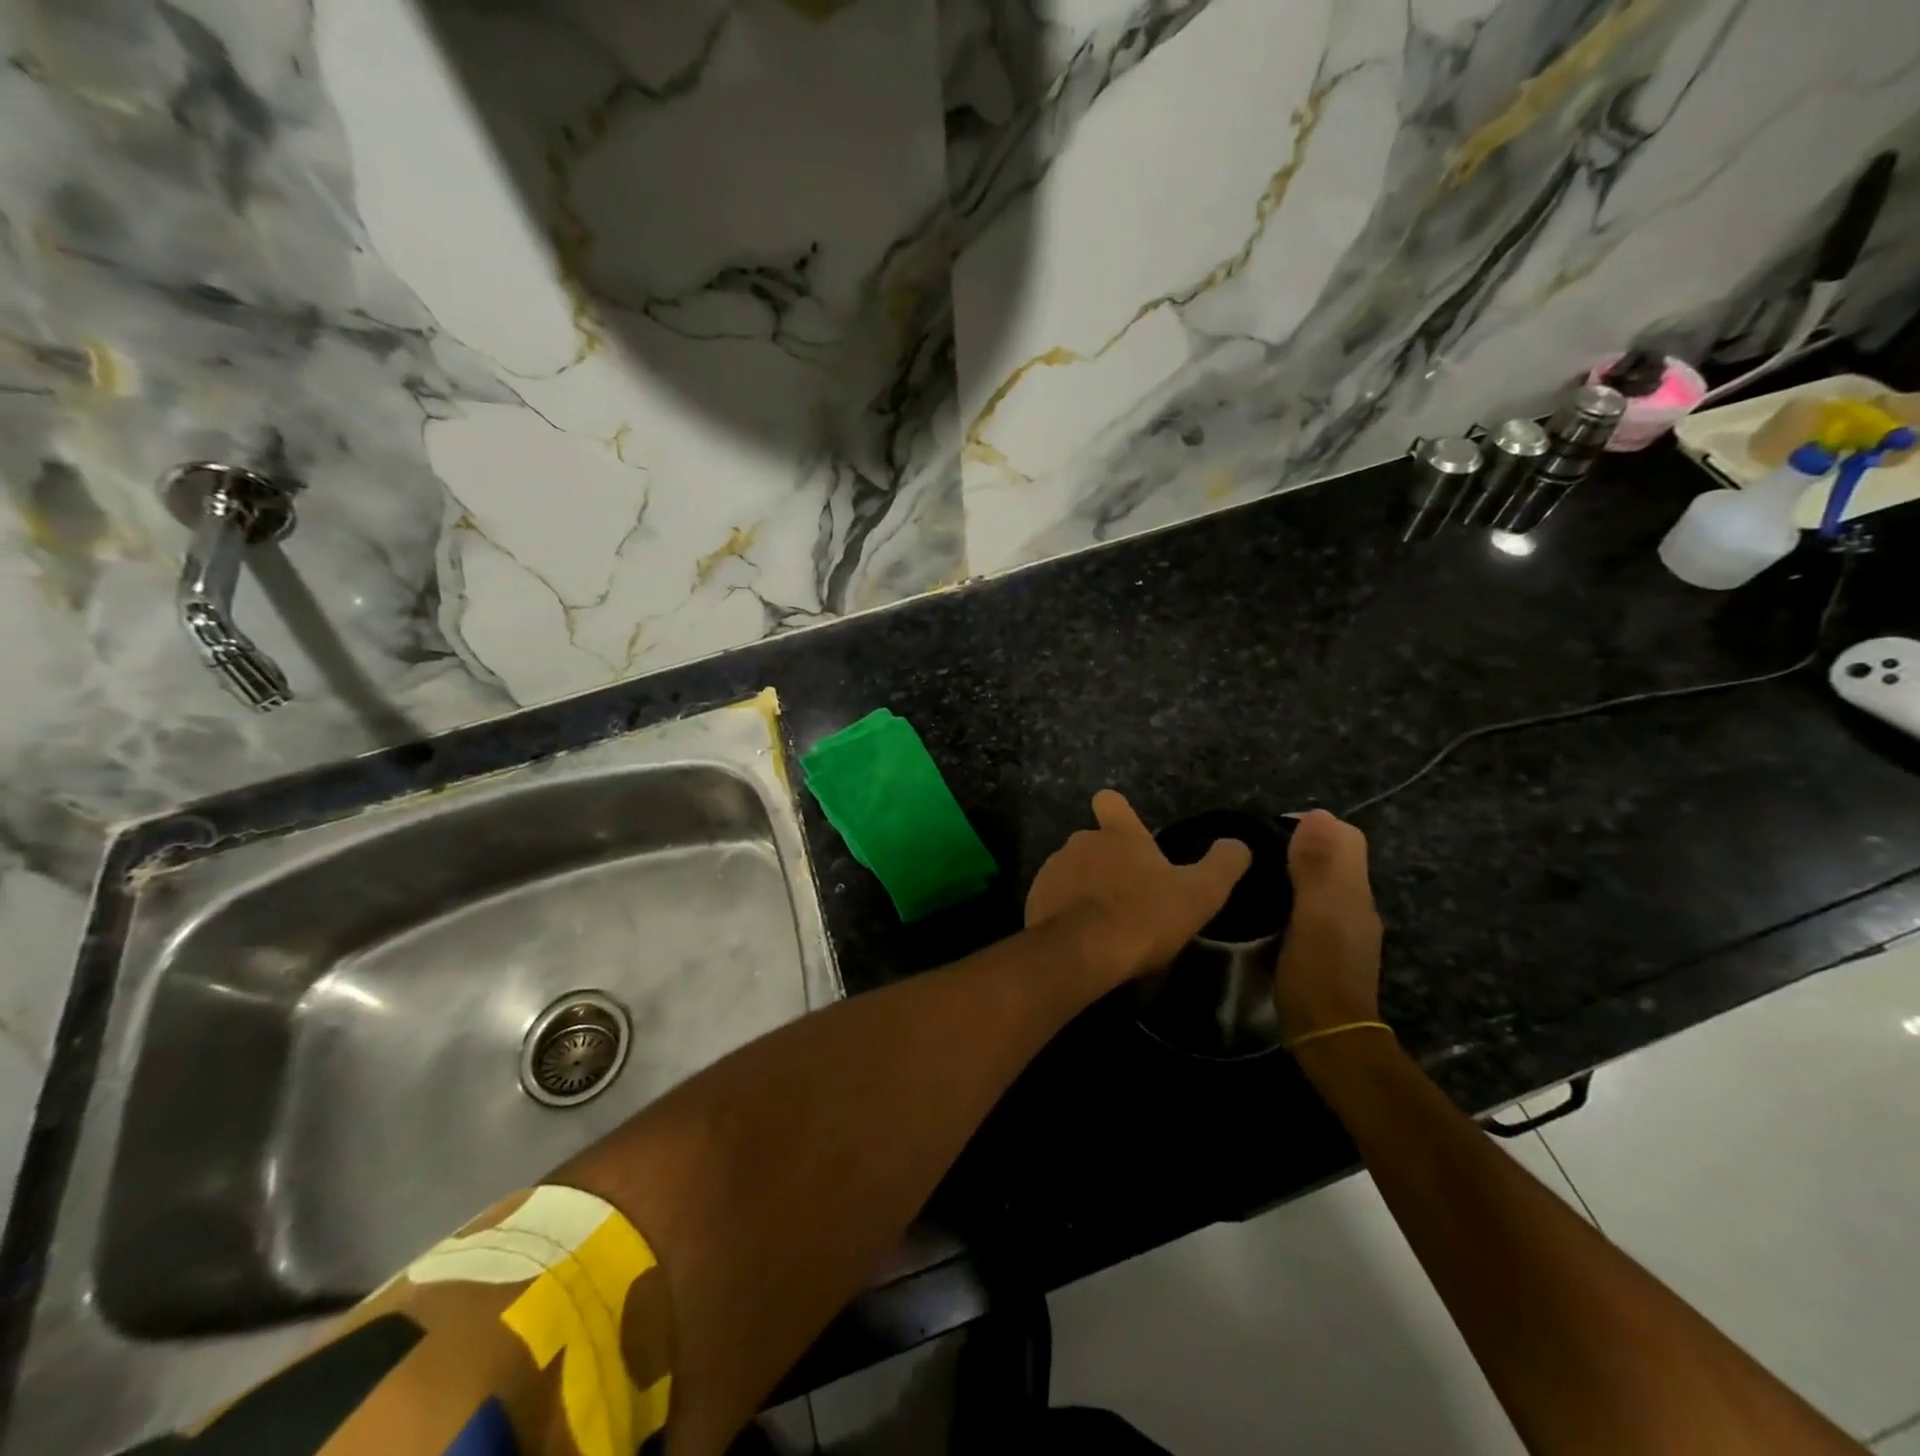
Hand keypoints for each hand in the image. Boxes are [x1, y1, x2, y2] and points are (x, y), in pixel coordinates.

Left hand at [1026, 790, 1251, 984]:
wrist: (1083, 951)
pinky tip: (1083, 938)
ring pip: (1072, 871)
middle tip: (1130, 896)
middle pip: (1093, 842)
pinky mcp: (1034, 899)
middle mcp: (1081, 842)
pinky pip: (1053, 899)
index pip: (1111, 802)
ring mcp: (1052, 869)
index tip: (1123, 827)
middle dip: (1107, 862)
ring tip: (1106, 922)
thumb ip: (1223, 864)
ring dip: (1085, 888)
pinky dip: (1065, 912)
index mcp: (1118, 835)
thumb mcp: (1201, 893)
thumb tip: (1238, 844)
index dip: (1117, 811)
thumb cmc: (1145, 915)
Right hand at [1273, 810, 1382, 1041]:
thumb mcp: (1311, 915)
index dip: (1313, 825)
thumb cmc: (1317, 973)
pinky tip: (1271, 904)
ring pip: (1327, 880)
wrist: (1331, 1038)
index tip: (1271, 829)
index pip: (1346, 837)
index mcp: (1353, 891)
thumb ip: (1315, 867)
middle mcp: (1357, 904)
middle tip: (1259, 850)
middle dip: (1304, 843)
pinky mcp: (1332, 947)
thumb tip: (1317, 815)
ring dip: (1300, 868)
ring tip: (1258, 872)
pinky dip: (1298, 893)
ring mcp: (1347, 928)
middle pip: (1339, 857)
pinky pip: (1318, 903)